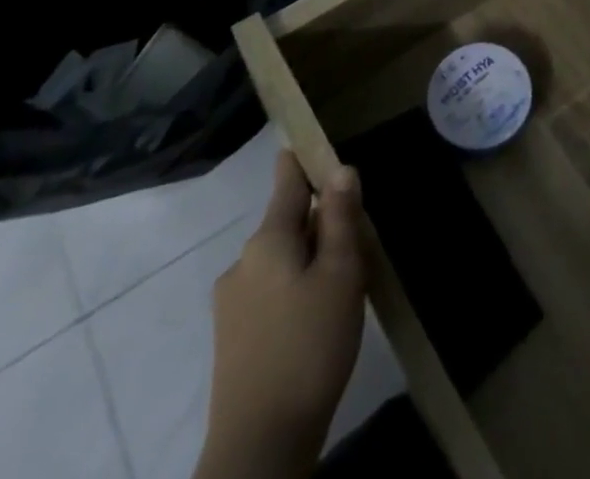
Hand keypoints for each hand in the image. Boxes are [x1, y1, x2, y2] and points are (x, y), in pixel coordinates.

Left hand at [198, 151, 366, 478]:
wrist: (260, 445)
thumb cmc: (310, 345)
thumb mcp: (340, 273)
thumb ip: (340, 218)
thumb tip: (340, 169)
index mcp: (267, 240)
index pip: (287, 182)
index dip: (303, 160)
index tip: (316, 144)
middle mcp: (242, 263)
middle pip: (288, 222)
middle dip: (320, 221)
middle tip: (357, 239)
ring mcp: (231, 303)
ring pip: (281, 259)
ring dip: (310, 258)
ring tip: (344, 284)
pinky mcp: (232, 338)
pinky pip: (271, 290)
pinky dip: (296, 288)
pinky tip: (319, 317)